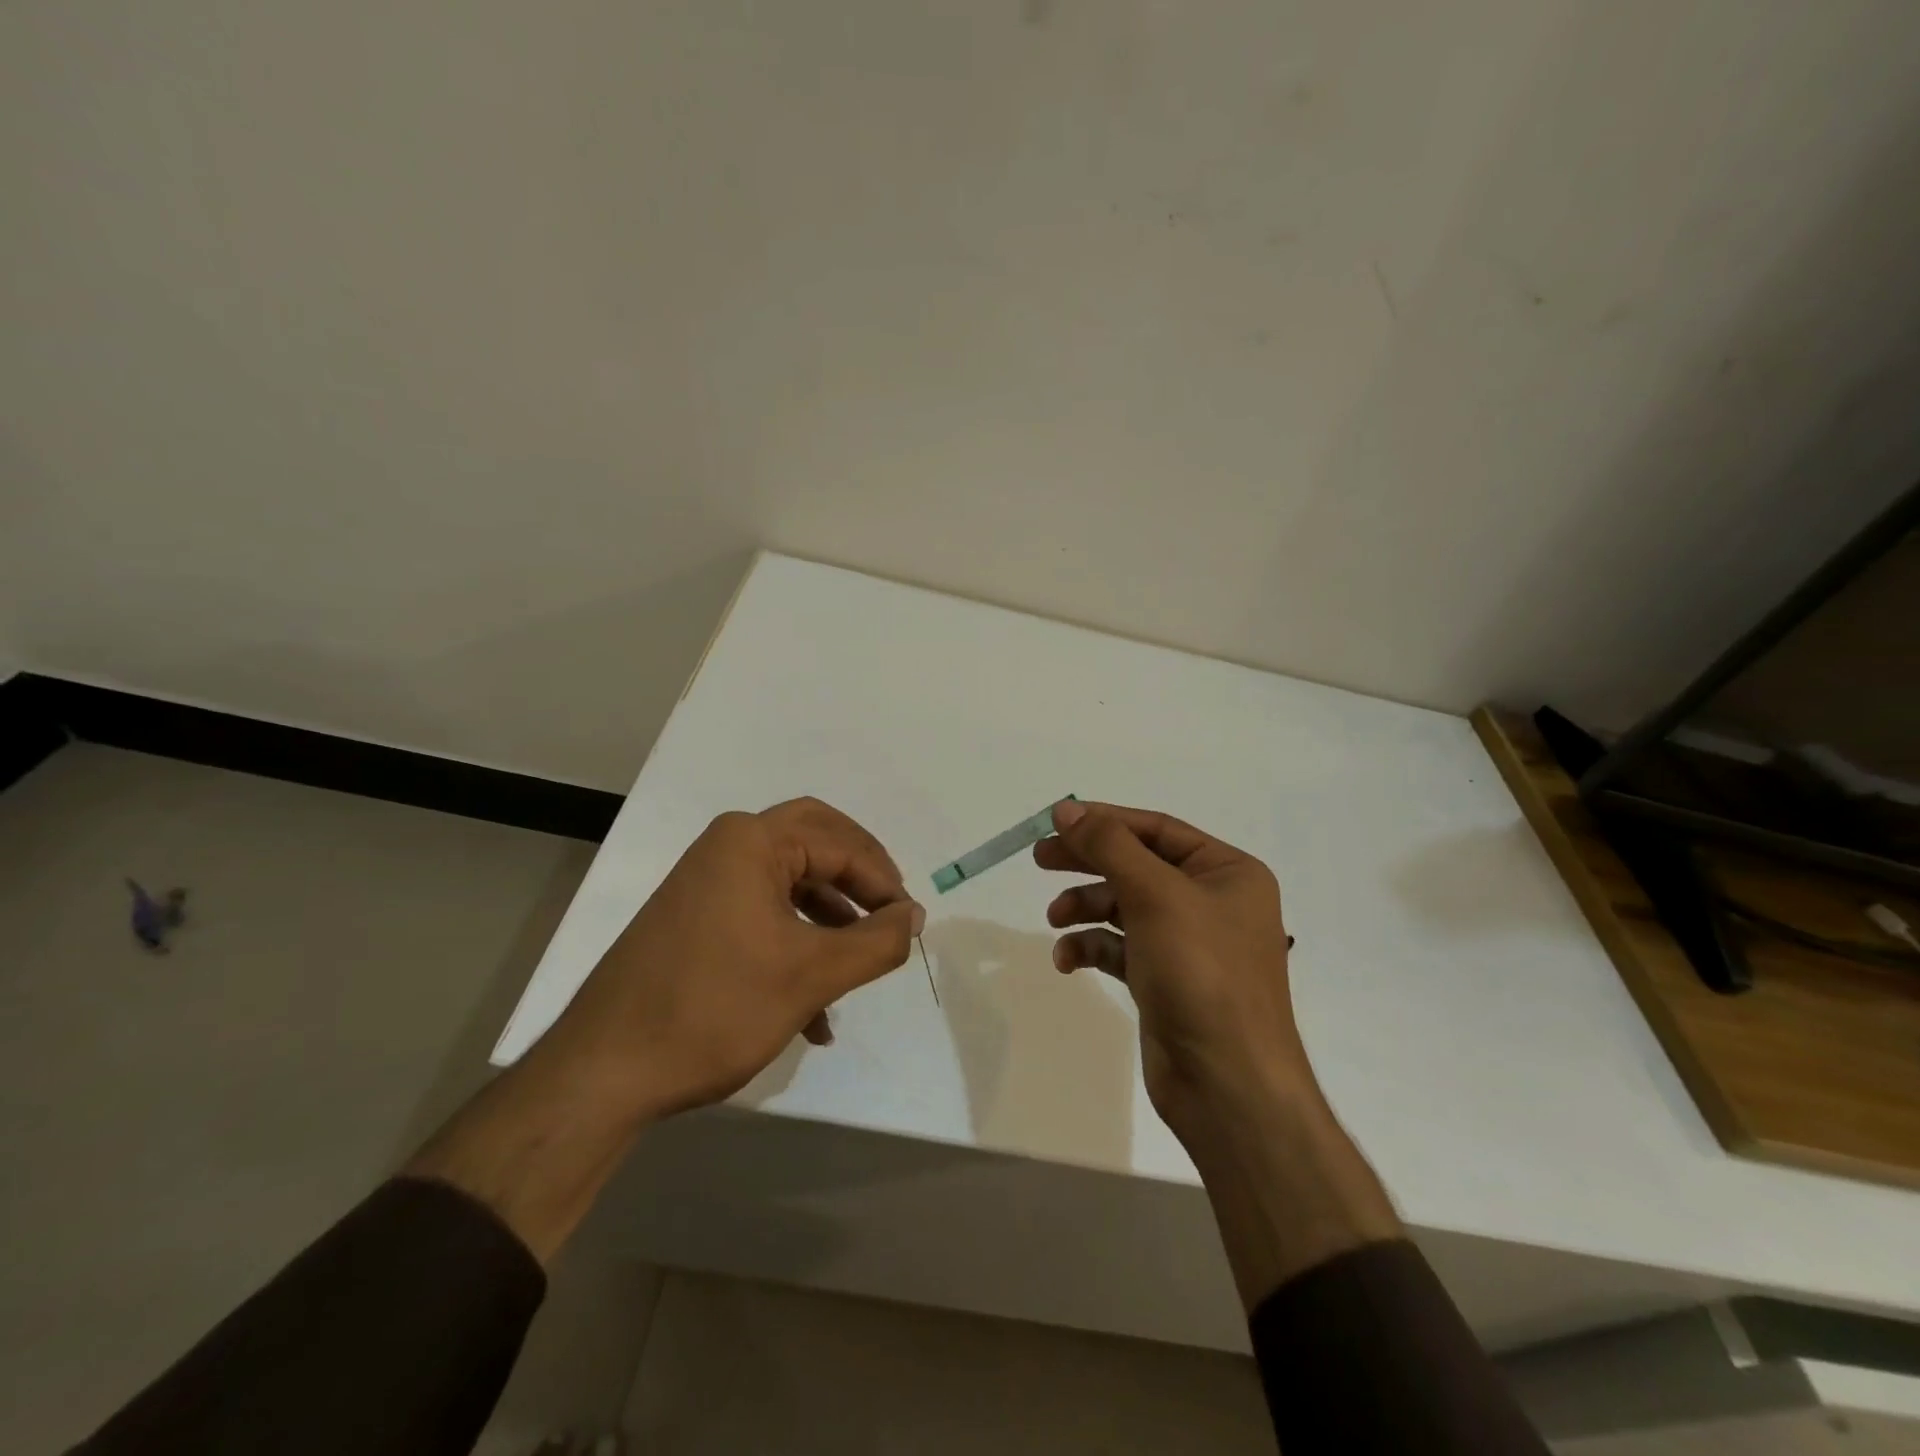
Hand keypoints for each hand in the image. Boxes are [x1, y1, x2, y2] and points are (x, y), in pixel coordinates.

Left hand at [539, 797, 924, 1119]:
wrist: (603, 1073)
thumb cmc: (714, 1008)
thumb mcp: (811, 976)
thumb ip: (876, 942)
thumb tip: (915, 915)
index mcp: (751, 841)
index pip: (841, 843)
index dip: (884, 881)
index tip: (911, 924)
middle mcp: (727, 848)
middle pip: (816, 844)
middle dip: (859, 879)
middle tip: (890, 912)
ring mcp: (707, 883)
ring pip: (790, 883)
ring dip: (830, 920)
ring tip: (859, 965)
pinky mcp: (696, 920)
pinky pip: (763, 915)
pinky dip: (797, 945)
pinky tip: (815, 1012)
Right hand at [1038, 800, 1308, 1135]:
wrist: (1228, 1084)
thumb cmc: (1201, 973)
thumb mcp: (1155, 895)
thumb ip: (1108, 846)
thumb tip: (1067, 809)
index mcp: (1227, 872)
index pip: (1157, 829)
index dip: (1105, 821)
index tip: (1055, 822)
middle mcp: (1212, 901)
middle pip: (1137, 865)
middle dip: (1088, 862)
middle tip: (1040, 859)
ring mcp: (1189, 943)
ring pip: (1124, 907)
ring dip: (1085, 908)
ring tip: (1055, 919)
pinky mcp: (1165, 979)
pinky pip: (1121, 948)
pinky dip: (1092, 948)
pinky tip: (1066, 961)